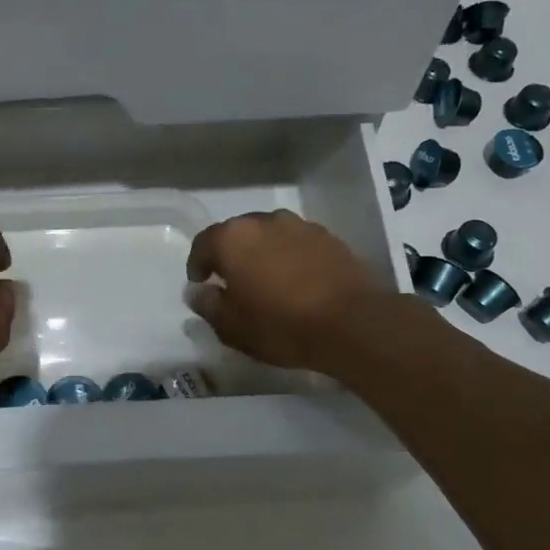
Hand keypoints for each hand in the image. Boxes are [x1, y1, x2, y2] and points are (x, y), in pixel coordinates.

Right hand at [185, 210, 388, 372]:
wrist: (353, 323)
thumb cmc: (281, 326)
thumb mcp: (233, 327)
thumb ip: (208, 305)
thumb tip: (197, 292)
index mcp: (233, 239)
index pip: (204, 243)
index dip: (198, 264)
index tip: (200, 283)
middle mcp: (264, 222)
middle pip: (237, 234)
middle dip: (231, 256)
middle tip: (233, 284)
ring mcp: (300, 226)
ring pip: (270, 236)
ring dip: (263, 254)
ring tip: (268, 282)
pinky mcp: (329, 238)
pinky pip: (297, 244)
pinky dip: (290, 258)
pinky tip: (297, 283)